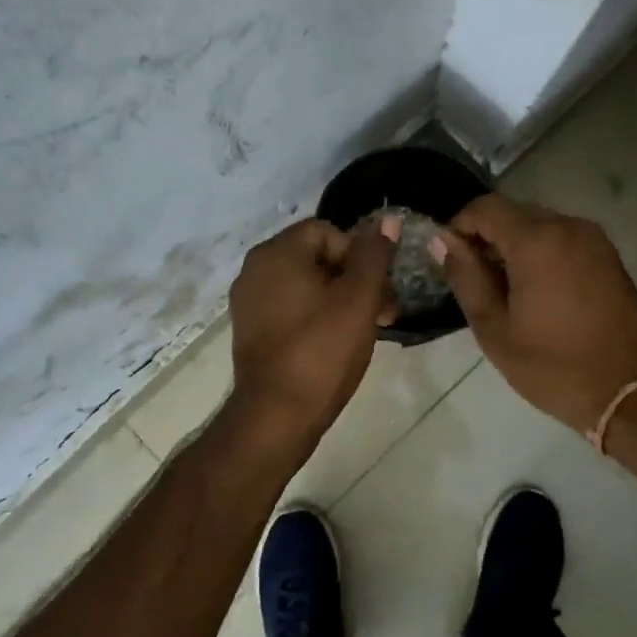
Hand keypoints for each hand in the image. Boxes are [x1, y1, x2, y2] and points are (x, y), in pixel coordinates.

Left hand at [227, 214, 399, 445]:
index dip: (359, 254)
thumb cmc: (321, 352)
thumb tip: (387, 220)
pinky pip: (290, 307)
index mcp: (276, 253)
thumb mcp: (358, 300)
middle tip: (384, 311)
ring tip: (367, 329)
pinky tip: (337, 342)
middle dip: (354, 279)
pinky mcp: (251, 329)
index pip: (327, 231)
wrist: (276, 416)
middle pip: (316, 256)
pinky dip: (316, 315)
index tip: (377, 289)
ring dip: (340, 299)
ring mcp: (249, 301)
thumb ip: (374, 256)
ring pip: (305, 284)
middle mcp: (255, 268)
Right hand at [431, 194, 636, 432]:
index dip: (459, 226)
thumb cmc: (553, 365)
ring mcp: (594, 240)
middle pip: (513, 212)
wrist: (631, 392)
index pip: (485, 208)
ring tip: (505, 289)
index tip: (450, 259)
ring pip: (539, 224)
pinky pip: (563, 239)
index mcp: (536, 241)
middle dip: (487, 236)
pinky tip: (537, 290)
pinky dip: (541, 252)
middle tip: (475, 280)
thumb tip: (443, 241)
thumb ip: (465, 277)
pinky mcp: (609, 256)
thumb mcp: (494, 329)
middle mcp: (568, 227)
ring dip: (514, 245)